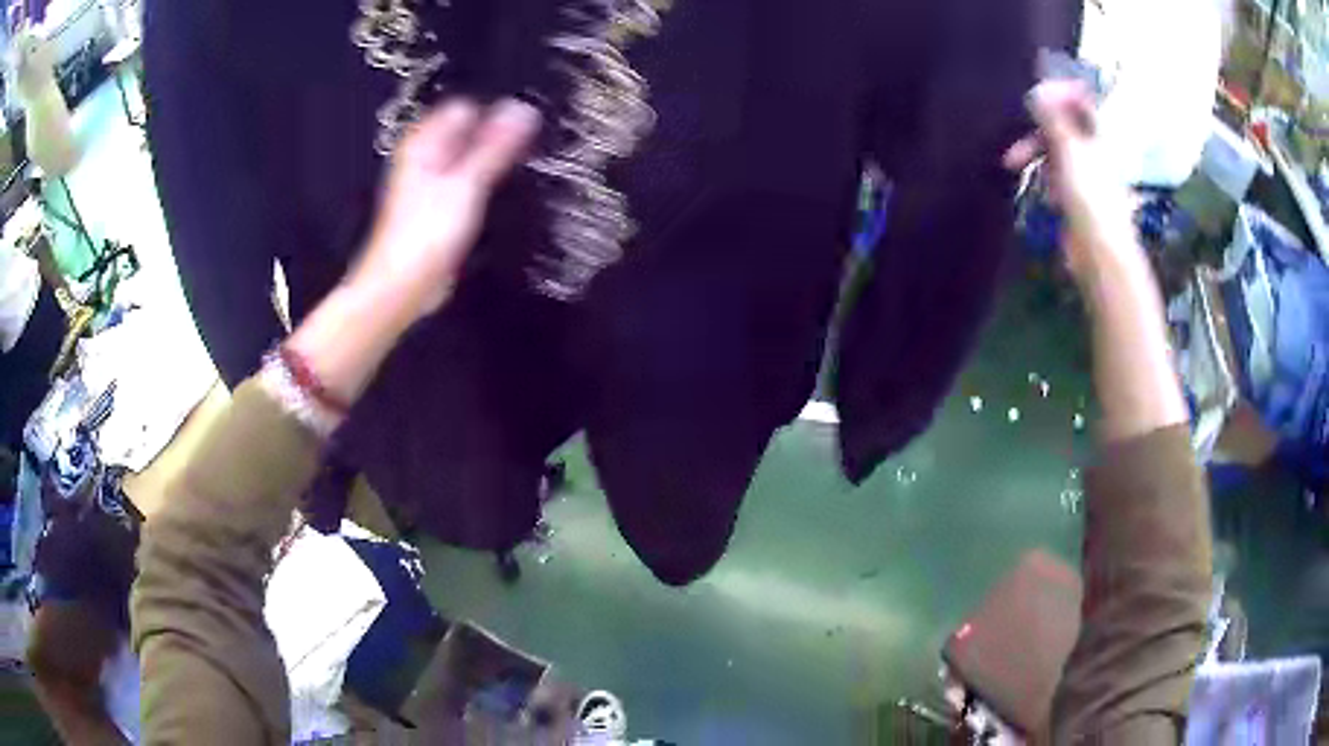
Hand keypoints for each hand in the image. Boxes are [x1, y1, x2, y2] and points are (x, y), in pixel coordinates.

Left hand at [349, 98, 541, 320]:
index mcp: (425, 143)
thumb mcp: (468, 183)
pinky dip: (482, 183)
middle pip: (469, 131)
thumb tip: (524, 111)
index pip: (468, 107)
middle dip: (495, 137)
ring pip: (469, 157)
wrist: (403, 285)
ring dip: (490, 161)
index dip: (496, 114)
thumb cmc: (422, 237)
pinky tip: (492, 196)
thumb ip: (497, 145)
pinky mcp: (438, 206)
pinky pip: (466, 181)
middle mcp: (424, 158)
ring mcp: (430, 182)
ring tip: (509, 172)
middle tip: (521, 149)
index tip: (522, 127)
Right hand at [1003, 81, 1135, 288]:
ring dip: (1034, 153)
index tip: (1033, 94)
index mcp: (1098, 135)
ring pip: (1055, 151)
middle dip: (1036, 128)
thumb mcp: (1068, 148)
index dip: (1058, 93)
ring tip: (1011, 165)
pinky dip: (1044, 177)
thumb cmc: (1089, 196)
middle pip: (1062, 126)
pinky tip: (1041, 192)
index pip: (1080, 102)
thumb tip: (1037, 90)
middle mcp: (1093, 151)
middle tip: (1014, 131)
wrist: (1099, 251)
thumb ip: (1052, 117)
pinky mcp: (1076, 198)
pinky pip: (1055, 176)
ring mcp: (1086, 175)